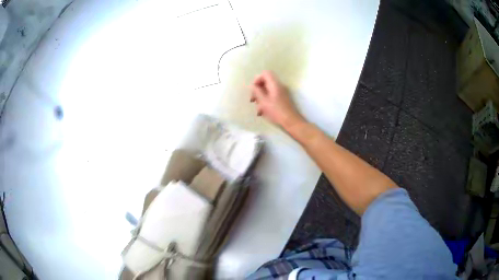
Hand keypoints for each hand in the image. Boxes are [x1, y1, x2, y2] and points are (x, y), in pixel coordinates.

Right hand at [250, 71, 304, 129]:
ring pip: (268, 90)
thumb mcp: (263, 102)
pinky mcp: (283, 99)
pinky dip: (266, 102)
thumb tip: (252, 86)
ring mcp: (282, 93)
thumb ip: (257, 92)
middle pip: (266, 82)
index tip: (253, 89)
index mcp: (275, 84)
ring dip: (261, 98)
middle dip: (258, 90)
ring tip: (258, 109)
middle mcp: (279, 86)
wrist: (291, 122)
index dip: (257, 79)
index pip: (265, 73)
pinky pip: (272, 96)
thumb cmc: (276, 111)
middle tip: (253, 100)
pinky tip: (263, 112)